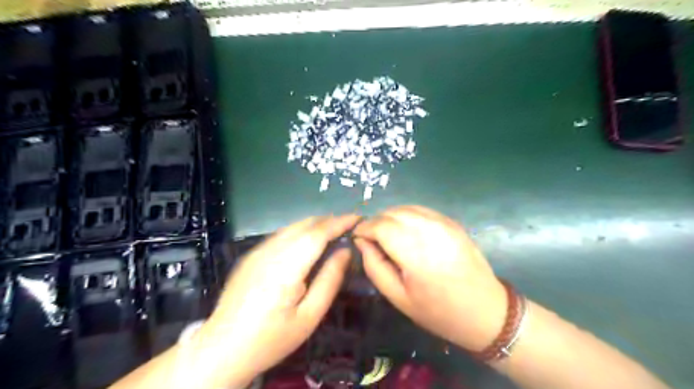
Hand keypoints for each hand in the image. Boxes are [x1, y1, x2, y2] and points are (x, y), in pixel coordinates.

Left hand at [193, 214, 360, 387]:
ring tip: (333, 231)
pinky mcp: (251, 255)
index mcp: (286, 267)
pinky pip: (281, 234)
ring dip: (315, 224)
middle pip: (304, 225)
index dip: (339, 222)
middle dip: (329, 220)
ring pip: (292, 226)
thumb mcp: (310, 316)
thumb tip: (345, 251)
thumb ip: (330, 280)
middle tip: (348, 226)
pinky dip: (300, 231)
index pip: (318, 233)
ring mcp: (257, 251)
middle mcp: (270, 251)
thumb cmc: (271, 338)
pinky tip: (308, 242)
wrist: (222, 348)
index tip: (357, 217)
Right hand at [354, 206, 507, 351]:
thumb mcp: (398, 297)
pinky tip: (405, 230)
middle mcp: (430, 231)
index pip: (381, 226)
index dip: (364, 228)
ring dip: (390, 217)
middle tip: (371, 238)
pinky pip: (422, 210)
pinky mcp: (452, 222)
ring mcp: (444, 224)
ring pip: (406, 208)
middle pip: (392, 213)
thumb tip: (362, 242)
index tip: (357, 237)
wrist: (485, 311)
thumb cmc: (438, 311)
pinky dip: (407, 215)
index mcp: (416, 254)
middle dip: (376, 222)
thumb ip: (375, 267)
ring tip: (386, 234)